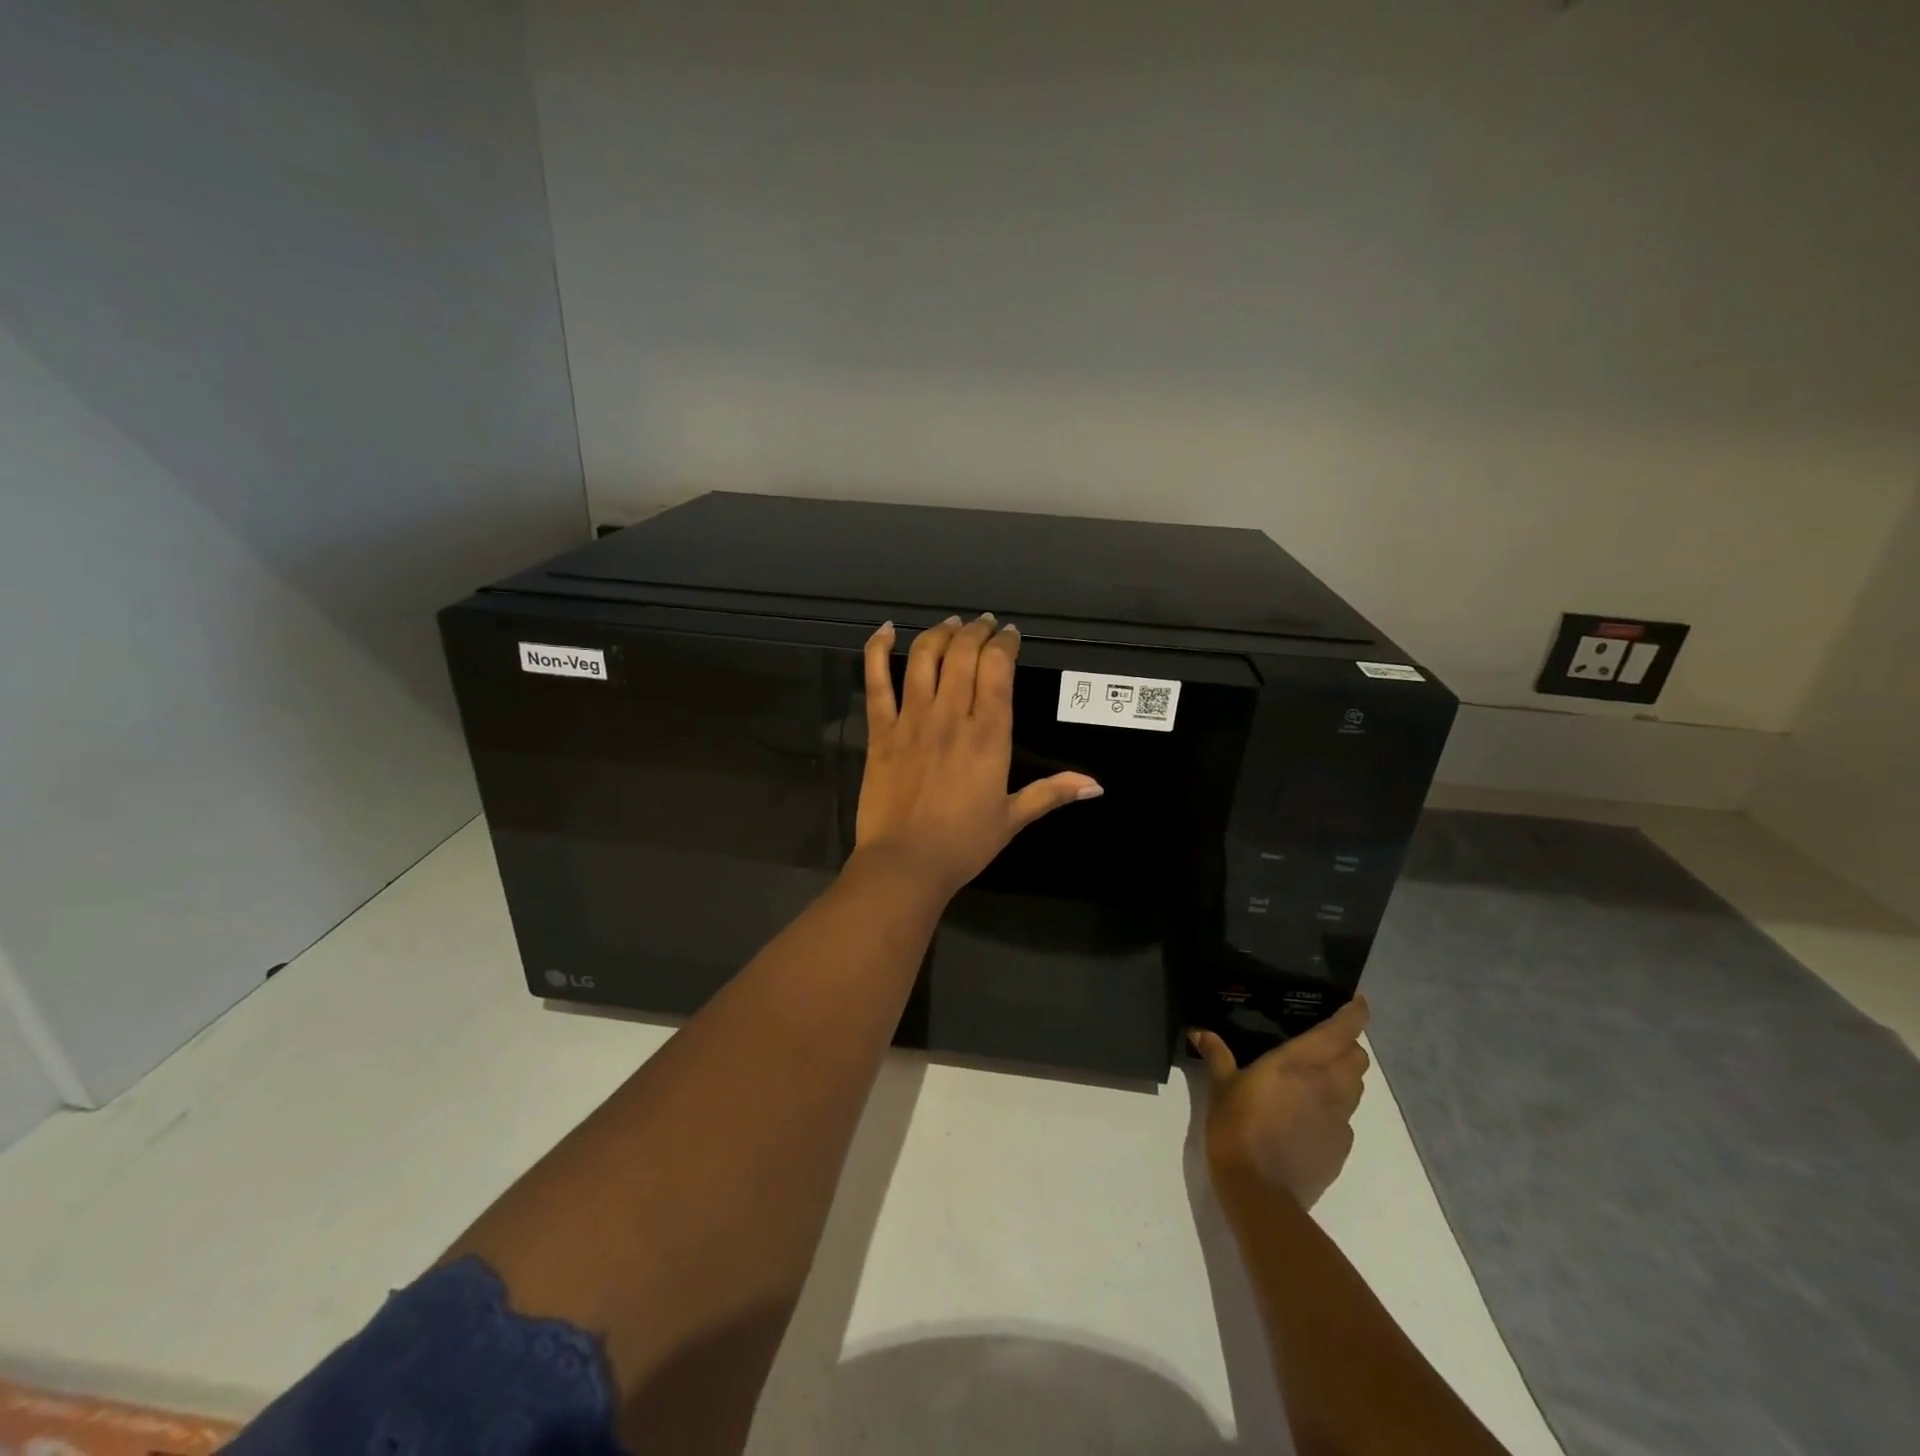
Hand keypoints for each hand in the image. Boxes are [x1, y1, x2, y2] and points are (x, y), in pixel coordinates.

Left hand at [854, 614, 1101, 898]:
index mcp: (989, 735)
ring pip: (924, 658)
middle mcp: (951, 717)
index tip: (1009, 635)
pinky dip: (878, 650)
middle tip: (983, 625)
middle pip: (963, 654)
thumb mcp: (1012, 819)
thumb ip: (1051, 793)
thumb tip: (1096, 785)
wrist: (905, 864)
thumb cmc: (963, 844)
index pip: (998, 669)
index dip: (1004, 644)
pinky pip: (876, 681)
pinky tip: (885, 631)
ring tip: (951, 625)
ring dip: (939, 634)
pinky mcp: (880, 731)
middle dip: (976, 631)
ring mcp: (912, 720)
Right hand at [1192, 997, 1370, 1210]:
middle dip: (1348, 1045)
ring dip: (1345, 1075)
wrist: (1260, 1193)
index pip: (1342, 1031)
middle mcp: (1328, 1086)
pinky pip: (1346, 1118)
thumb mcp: (1220, 1087)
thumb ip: (1216, 1055)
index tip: (1357, 1001)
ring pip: (1357, 1087)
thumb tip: (1199, 1031)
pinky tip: (1308, 1115)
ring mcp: (1339, 1119)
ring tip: (1318, 1075)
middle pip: (1358, 1058)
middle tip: (1325, 1041)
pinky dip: (1335, 1108)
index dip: (1355, 1013)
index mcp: (1300, 1063)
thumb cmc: (1237, 1128)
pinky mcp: (1341, 1148)